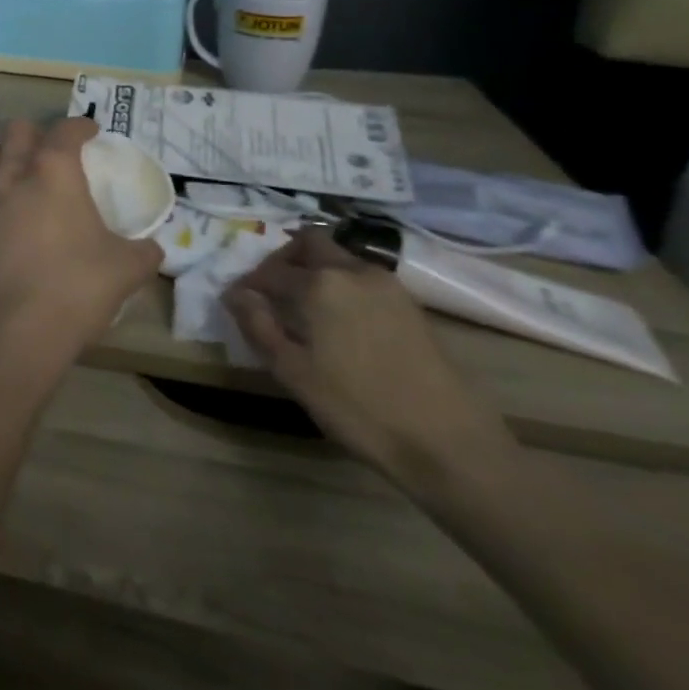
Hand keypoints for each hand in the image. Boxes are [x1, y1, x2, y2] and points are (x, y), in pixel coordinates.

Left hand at [0, 119, 163, 377]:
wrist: (12, 327)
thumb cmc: (75, 287)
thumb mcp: (126, 269)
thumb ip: (143, 252)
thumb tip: (154, 249)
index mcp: (53, 172)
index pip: (65, 131)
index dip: (80, 126)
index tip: (91, 132)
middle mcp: (12, 174)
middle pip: (15, 130)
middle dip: (35, 133)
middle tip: (52, 152)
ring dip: (4, 154)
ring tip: (21, 174)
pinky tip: (3, 218)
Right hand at [223, 229, 518, 492]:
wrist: (452, 445)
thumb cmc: (359, 408)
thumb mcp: (293, 371)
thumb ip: (258, 325)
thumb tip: (236, 294)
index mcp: (320, 283)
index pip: (269, 271)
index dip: (248, 285)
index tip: (237, 303)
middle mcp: (354, 272)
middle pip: (310, 243)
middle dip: (284, 260)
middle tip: (271, 292)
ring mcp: (389, 287)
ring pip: (340, 259)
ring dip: (315, 271)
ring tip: (303, 309)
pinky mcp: (412, 308)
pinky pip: (363, 280)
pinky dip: (342, 287)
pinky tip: (339, 323)